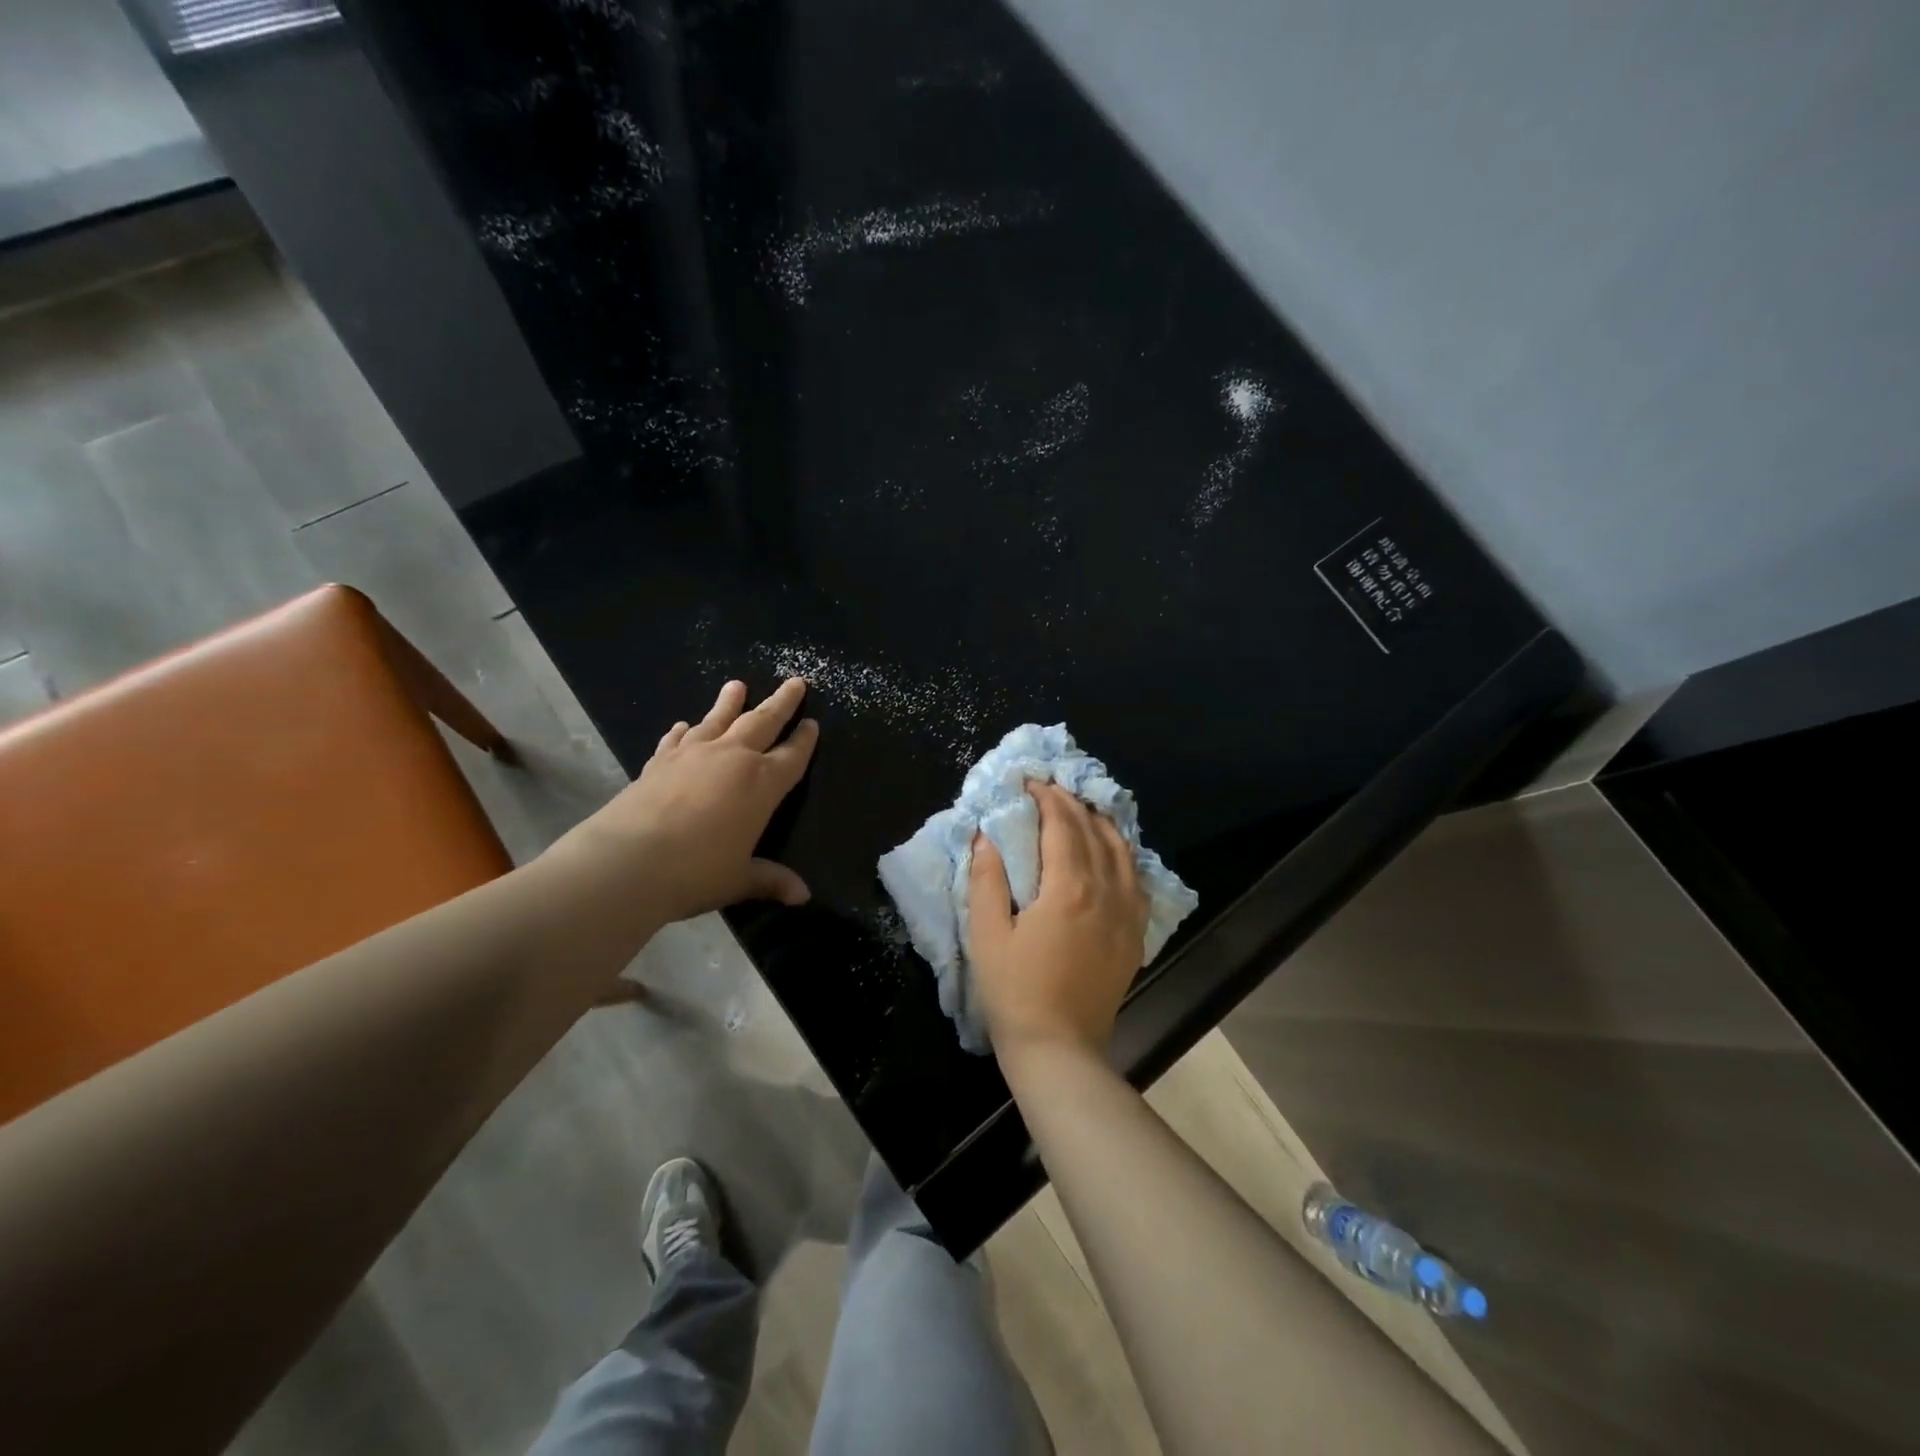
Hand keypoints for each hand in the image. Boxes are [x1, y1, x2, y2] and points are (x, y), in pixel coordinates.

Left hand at [547, 678, 818, 923]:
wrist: (628, 860)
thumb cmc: (696, 871)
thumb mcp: (739, 878)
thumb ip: (770, 880)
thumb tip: (803, 896)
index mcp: (762, 784)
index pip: (793, 755)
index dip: (805, 739)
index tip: (813, 723)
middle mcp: (733, 759)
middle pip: (763, 722)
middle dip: (781, 702)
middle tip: (795, 681)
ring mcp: (693, 755)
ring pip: (719, 720)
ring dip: (730, 702)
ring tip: (736, 685)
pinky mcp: (660, 761)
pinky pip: (678, 739)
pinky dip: (684, 730)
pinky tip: (684, 725)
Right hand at [967, 782, 1149, 1058]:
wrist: (1058, 1048)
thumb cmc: (1014, 991)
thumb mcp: (987, 934)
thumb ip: (987, 879)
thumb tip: (986, 836)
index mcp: (1069, 888)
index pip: (1062, 825)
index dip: (1046, 798)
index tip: (1029, 782)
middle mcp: (1106, 891)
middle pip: (1094, 832)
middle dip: (1071, 803)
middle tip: (1050, 789)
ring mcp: (1127, 914)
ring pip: (1122, 851)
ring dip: (1101, 823)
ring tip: (1082, 809)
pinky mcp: (1135, 935)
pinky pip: (1137, 880)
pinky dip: (1123, 855)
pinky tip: (1112, 852)